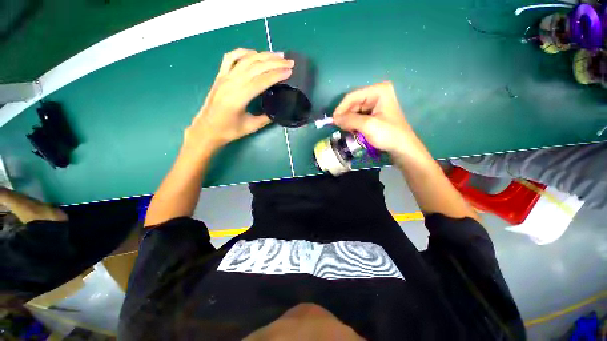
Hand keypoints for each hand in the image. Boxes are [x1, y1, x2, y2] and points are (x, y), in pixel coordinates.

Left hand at [184, 48, 293, 150]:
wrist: (206, 129)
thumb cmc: (228, 131)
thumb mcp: (251, 127)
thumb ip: (266, 118)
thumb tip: (278, 110)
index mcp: (238, 97)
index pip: (261, 81)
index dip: (276, 75)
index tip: (289, 71)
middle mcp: (231, 83)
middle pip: (256, 66)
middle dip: (274, 62)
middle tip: (289, 61)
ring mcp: (224, 77)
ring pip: (246, 59)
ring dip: (263, 55)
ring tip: (278, 55)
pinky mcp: (220, 75)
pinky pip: (231, 57)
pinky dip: (244, 52)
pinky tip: (254, 53)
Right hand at [333, 81, 416, 155]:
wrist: (402, 148)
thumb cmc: (388, 134)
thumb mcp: (368, 126)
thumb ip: (350, 120)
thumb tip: (334, 119)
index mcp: (378, 90)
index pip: (352, 96)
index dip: (341, 108)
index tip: (333, 121)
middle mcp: (376, 93)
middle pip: (353, 103)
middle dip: (345, 116)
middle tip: (340, 128)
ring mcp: (375, 103)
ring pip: (354, 110)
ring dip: (349, 120)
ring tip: (347, 130)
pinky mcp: (374, 112)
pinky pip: (358, 115)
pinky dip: (353, 123)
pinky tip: (353, 130)